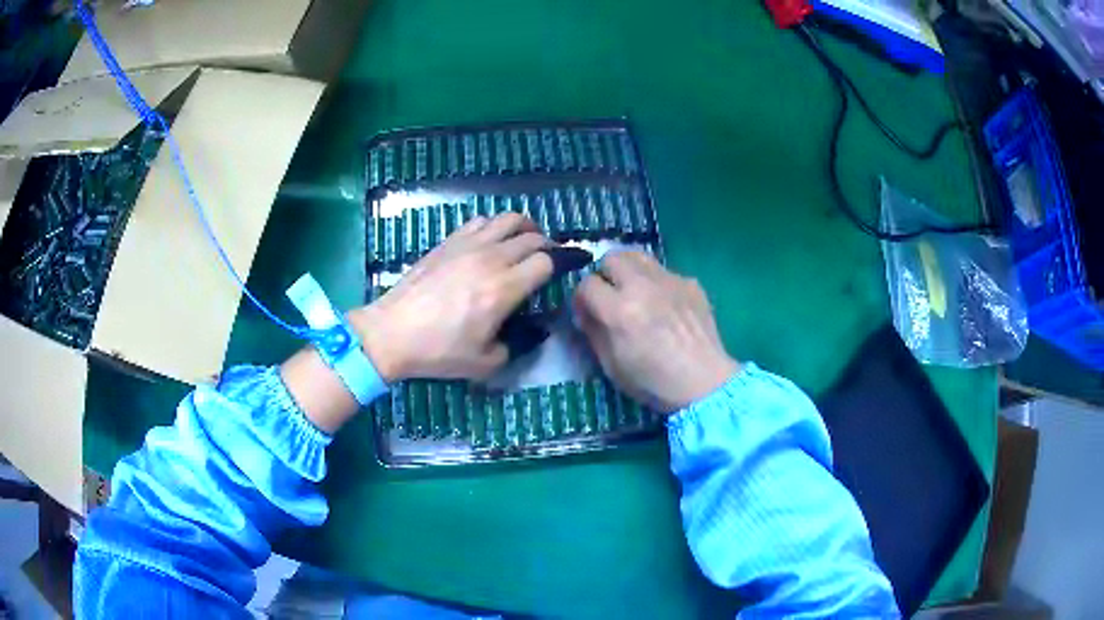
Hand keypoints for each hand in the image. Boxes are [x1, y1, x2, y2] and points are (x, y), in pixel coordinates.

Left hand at [350, 213, 553, 381]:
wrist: (392, 332)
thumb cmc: (438, 351)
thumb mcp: (486, 363)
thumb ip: (517, 345)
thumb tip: (533, 330)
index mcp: (504, 289)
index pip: (548, 261)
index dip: (564, 263)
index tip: (571, 267)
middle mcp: (491, 259)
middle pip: (533, 238)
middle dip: (550, 247)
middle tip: (551, 260)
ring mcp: (468, 245)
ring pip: (509, 219)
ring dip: (526, 228)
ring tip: (528, 241)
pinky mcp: (449, 241)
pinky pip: (481, 221)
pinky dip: (496, 226)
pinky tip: (494, 240)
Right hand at [573, 251, 738, 412]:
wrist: (704, 383)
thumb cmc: (653, 383)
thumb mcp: (611, 365)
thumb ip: (594, 332)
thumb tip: (586, 312)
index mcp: (619, 310)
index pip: (587, 284)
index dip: (583, 299)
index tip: (588, 312)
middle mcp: (642, 287)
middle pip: (611, 258)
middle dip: (605, 276)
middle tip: (611, 297)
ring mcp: (669, 281)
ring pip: (638, 256)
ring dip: (630, 271)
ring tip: (635, 292)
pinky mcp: (690, 283)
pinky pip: (665, 272)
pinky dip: (658, 284)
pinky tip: (666, 306)